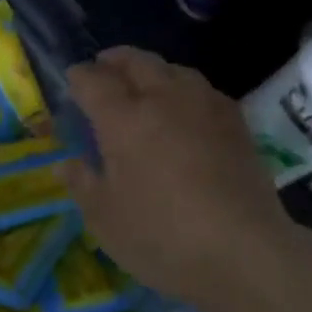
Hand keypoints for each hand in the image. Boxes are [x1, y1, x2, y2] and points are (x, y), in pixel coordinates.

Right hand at [63, 47, 294, 311]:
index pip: (94, 82)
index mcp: (123, 119)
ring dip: (152, 69)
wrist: (244, 251)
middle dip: (115, 60)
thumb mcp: (105, 219)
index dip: (79, 77)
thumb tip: (67, 163)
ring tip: (144, 82)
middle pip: (136, 62)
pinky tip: (185, 108)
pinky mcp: (236, 123)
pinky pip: (203, 89)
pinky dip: (184, 87)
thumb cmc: (161, 235)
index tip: (72, 79)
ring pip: (174, 69)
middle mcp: (163, 100)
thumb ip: (83, 184)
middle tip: (103, 67)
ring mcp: (204, 107)